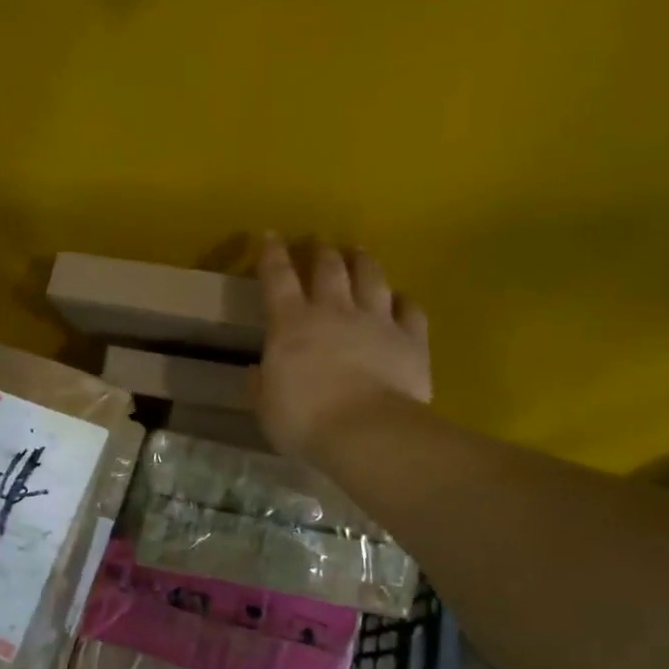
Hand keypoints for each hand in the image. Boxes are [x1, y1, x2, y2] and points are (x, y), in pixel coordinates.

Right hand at [253, 233, 431, 459]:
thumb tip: (258, 371)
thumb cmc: (305, 421)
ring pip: (371, 278)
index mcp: (291, 324)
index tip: (270, 236)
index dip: (272, 254)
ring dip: (363, 262)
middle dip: (321, 252)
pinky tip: (401, 300)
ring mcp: (376, 321)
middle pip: (328, 268)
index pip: (277, 278)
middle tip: (319, 245)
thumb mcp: (266, 408)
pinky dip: (403, 301)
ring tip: (359, 253)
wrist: (366, 431)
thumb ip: (261, 385)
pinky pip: (410, 309)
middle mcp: (334, 311)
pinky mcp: (411, 338)